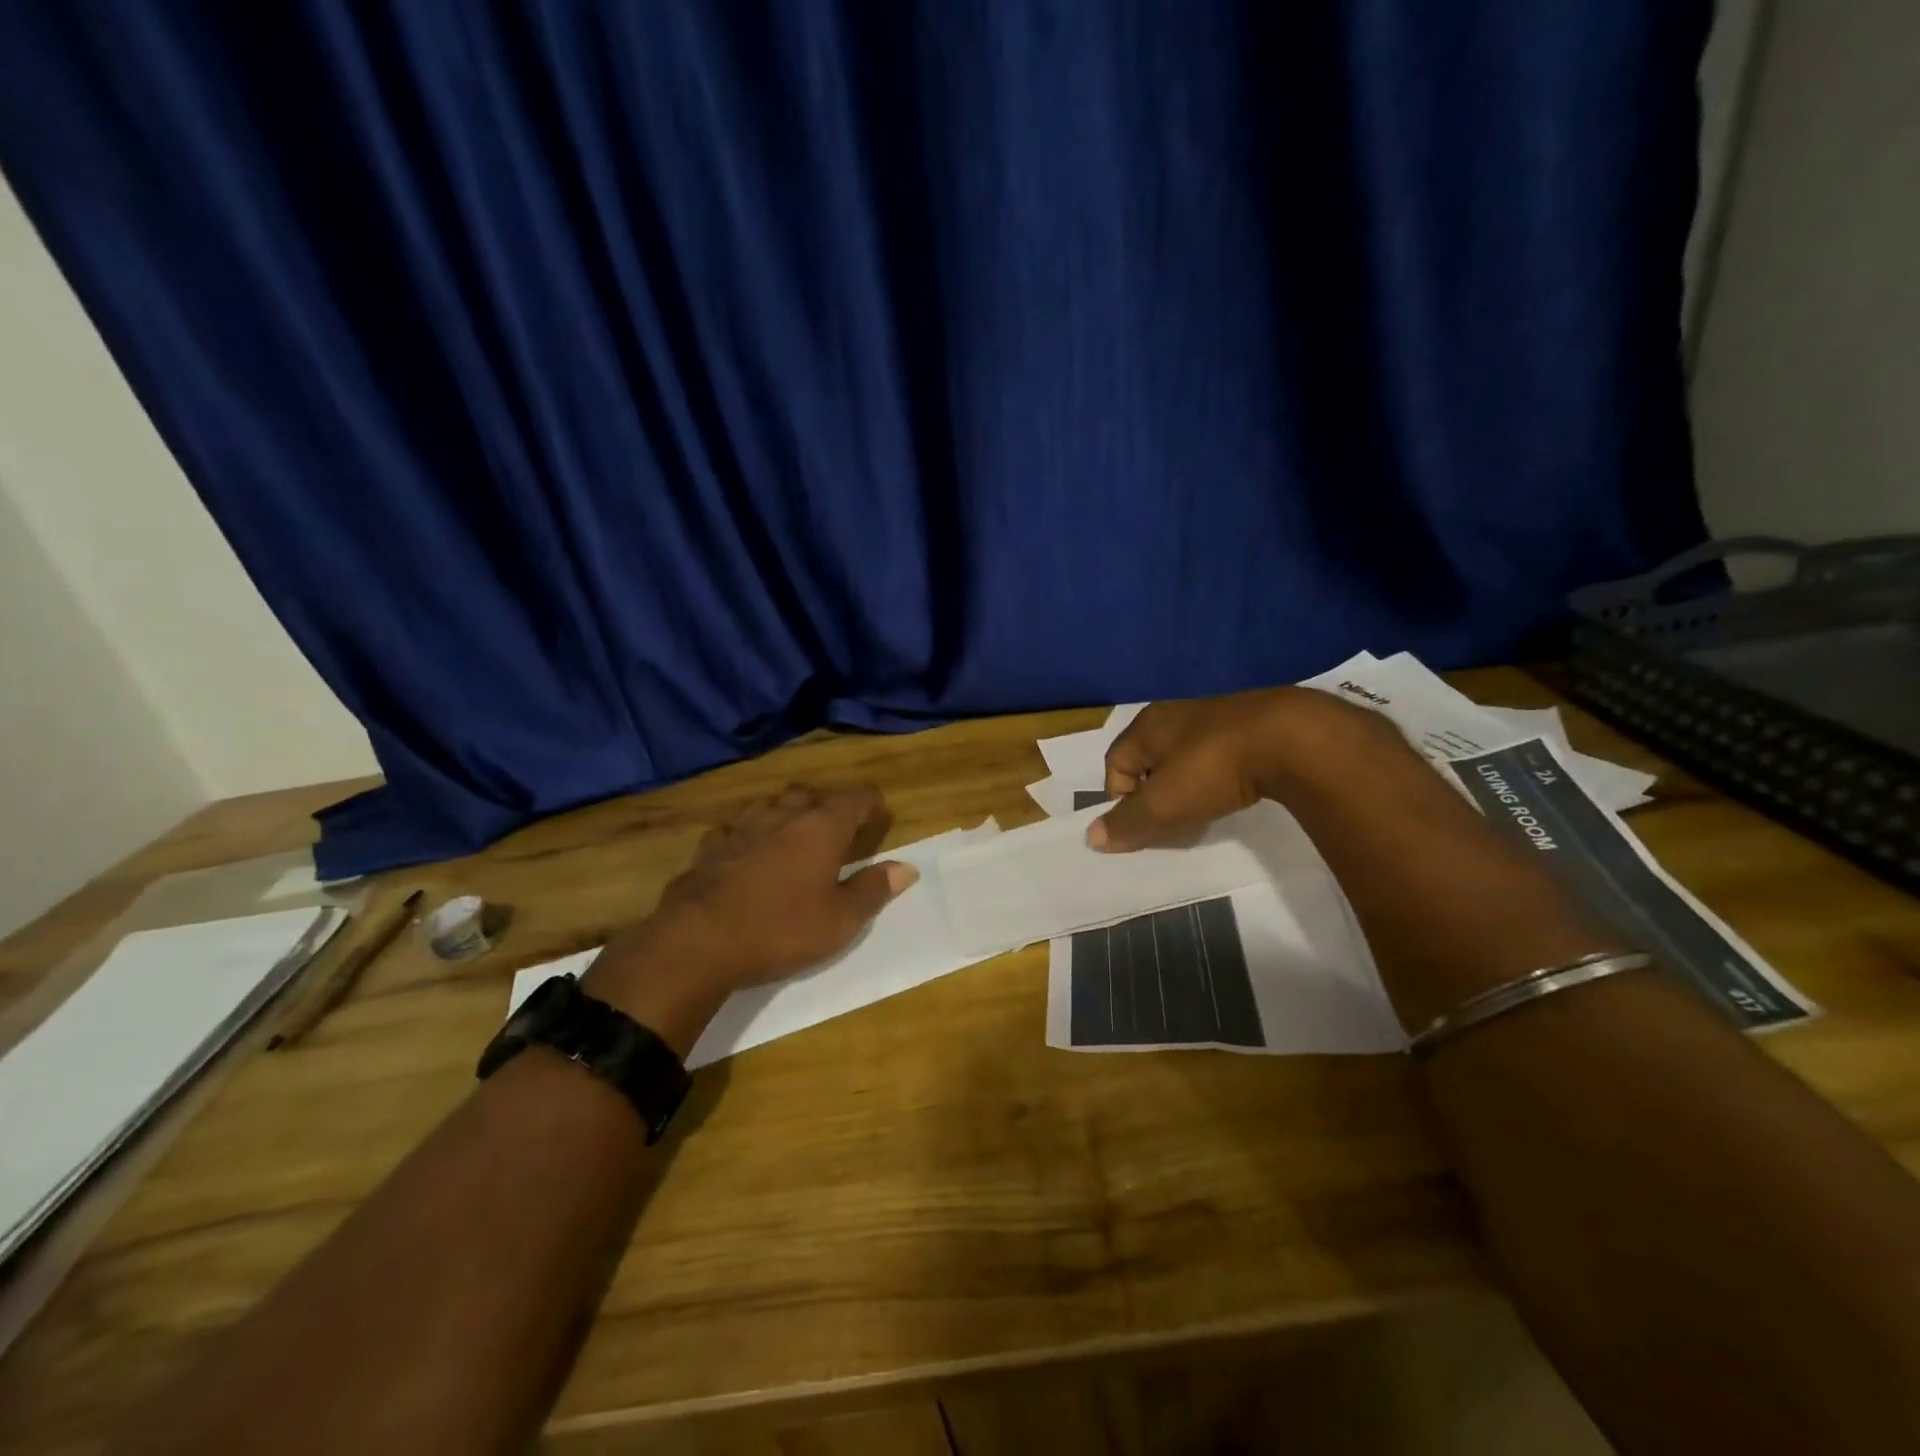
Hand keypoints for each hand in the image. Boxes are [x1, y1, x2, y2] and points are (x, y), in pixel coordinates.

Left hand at [584, 784, 915, 1053]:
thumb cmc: (781, 929)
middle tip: (834, 827)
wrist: (699, 942)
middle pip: (808, 794)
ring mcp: (741, 828)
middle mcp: (782, 816)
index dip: (870, 802)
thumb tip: (907, 867)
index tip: (878, 812)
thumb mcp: (840, 920)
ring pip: (768, 804)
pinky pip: (733, 829)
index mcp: (821, 827)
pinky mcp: (709, 848)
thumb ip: (873, 890)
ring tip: (790, 833)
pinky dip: (746, 834)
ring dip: (783, 813)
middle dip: (825, 804)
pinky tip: (744, 852)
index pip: (855, 798)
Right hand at [1089, 687, 1413, 852]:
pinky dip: (1217, 777)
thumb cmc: (1212, 768)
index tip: (1142, 825)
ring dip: (1186, 786)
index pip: (1114, 763)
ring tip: (1204, 811)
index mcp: (1147, 726)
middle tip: (1170, 822)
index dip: (1120, 798)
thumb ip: (1127, 822)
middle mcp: (1175, 714)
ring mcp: (1215, 715)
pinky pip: (1218, 755)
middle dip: (1154, 794)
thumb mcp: (1164, 803)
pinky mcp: (1250, 723)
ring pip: (1185, 758)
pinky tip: (1235, 793)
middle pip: (1149, 760)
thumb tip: (1091, 837)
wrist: (1293, 739)